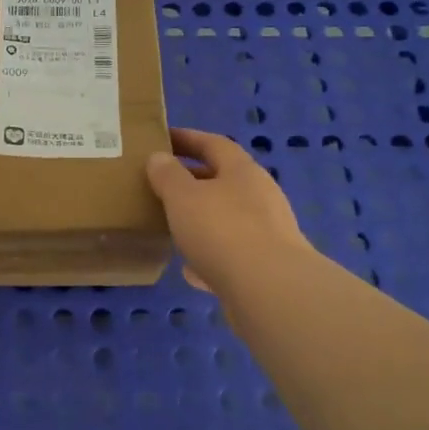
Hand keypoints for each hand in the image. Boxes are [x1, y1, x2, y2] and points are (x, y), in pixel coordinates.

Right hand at [146, 127, 312, 294]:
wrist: (269, 291)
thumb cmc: (222, 230)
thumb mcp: (183, 196)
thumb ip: (168, 175)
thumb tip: (159, 157)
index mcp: (242, 171)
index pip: (213, 143)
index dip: (187, 139)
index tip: (162, 138)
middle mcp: (260, 196)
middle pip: (223, 180)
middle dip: (193, 180)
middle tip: (162, 184)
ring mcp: (268, 233)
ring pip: (228, 218)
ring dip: (202, 219)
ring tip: (173, 226)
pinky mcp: (267, 267)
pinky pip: (232, 254)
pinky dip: (210, 257)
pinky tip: (191, 270)